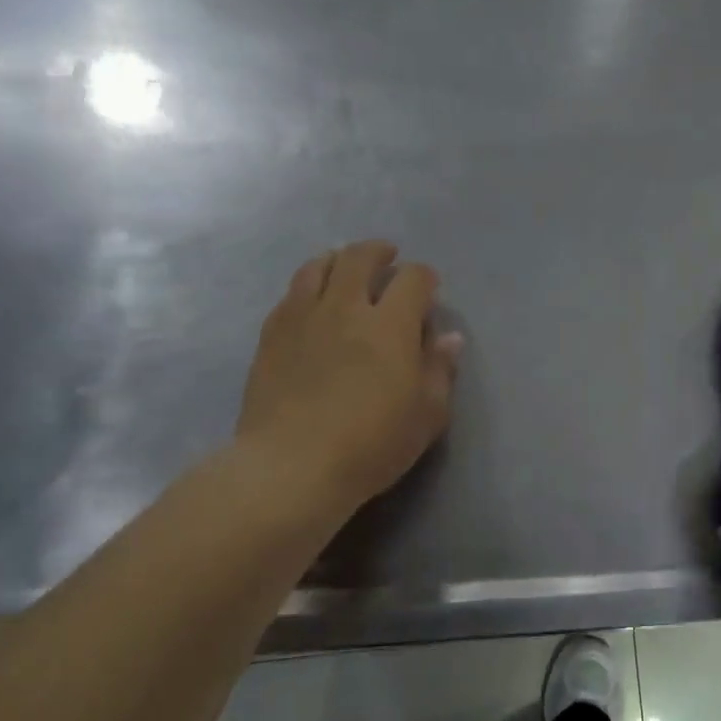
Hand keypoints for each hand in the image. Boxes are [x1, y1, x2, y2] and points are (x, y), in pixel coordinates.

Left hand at [231, 241, 462, 523]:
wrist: (292, 467)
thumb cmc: (372, 445)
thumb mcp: (426, 415)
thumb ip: (439, 370)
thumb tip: (449, 337)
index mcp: (390, 325)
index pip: (413, 279)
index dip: (425, 277)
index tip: (429, 288)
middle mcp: (346, 308)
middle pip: (360, 258)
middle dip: (379, 253)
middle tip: (387, 259)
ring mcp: (302, 318)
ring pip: (319, 267)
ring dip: (339, 260)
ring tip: (346, 268)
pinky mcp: (271, 336)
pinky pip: (290, 294)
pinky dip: (308, 286)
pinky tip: (312, 300)